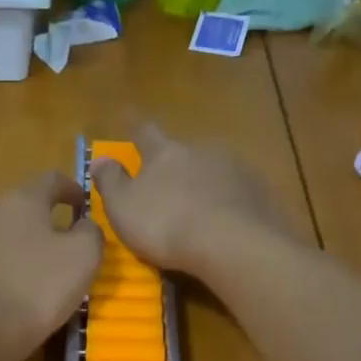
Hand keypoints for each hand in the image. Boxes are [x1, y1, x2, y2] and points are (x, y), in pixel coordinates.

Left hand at [0, 169, 102, 360]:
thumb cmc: (37, 290)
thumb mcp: (84, 258)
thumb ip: (91, 231)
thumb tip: (83, 224)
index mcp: (22, 199)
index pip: (52, 180)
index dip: (73, 190)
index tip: (83, 207)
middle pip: (21, 207)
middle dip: (42, 222)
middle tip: (61, 247)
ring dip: (16, 246)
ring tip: (31, 274)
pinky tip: (2, 293)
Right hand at [90, 124, 296, 278]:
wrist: (232, 244)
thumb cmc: (166, 224)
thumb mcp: (123, 207)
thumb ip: (110, 181)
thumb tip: (100, 159)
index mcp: (165, 152)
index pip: (145, 131)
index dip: (135, 126)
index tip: (129, 117)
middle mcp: (202, 149)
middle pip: (184, 151)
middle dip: (176, 164)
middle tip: (170, 188)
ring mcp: (236, 168)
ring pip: (214, 170)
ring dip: (206, 184)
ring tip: (202, 211)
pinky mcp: (259, 191)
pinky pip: (239, 193)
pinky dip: (230, 203)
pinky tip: (228, 224)